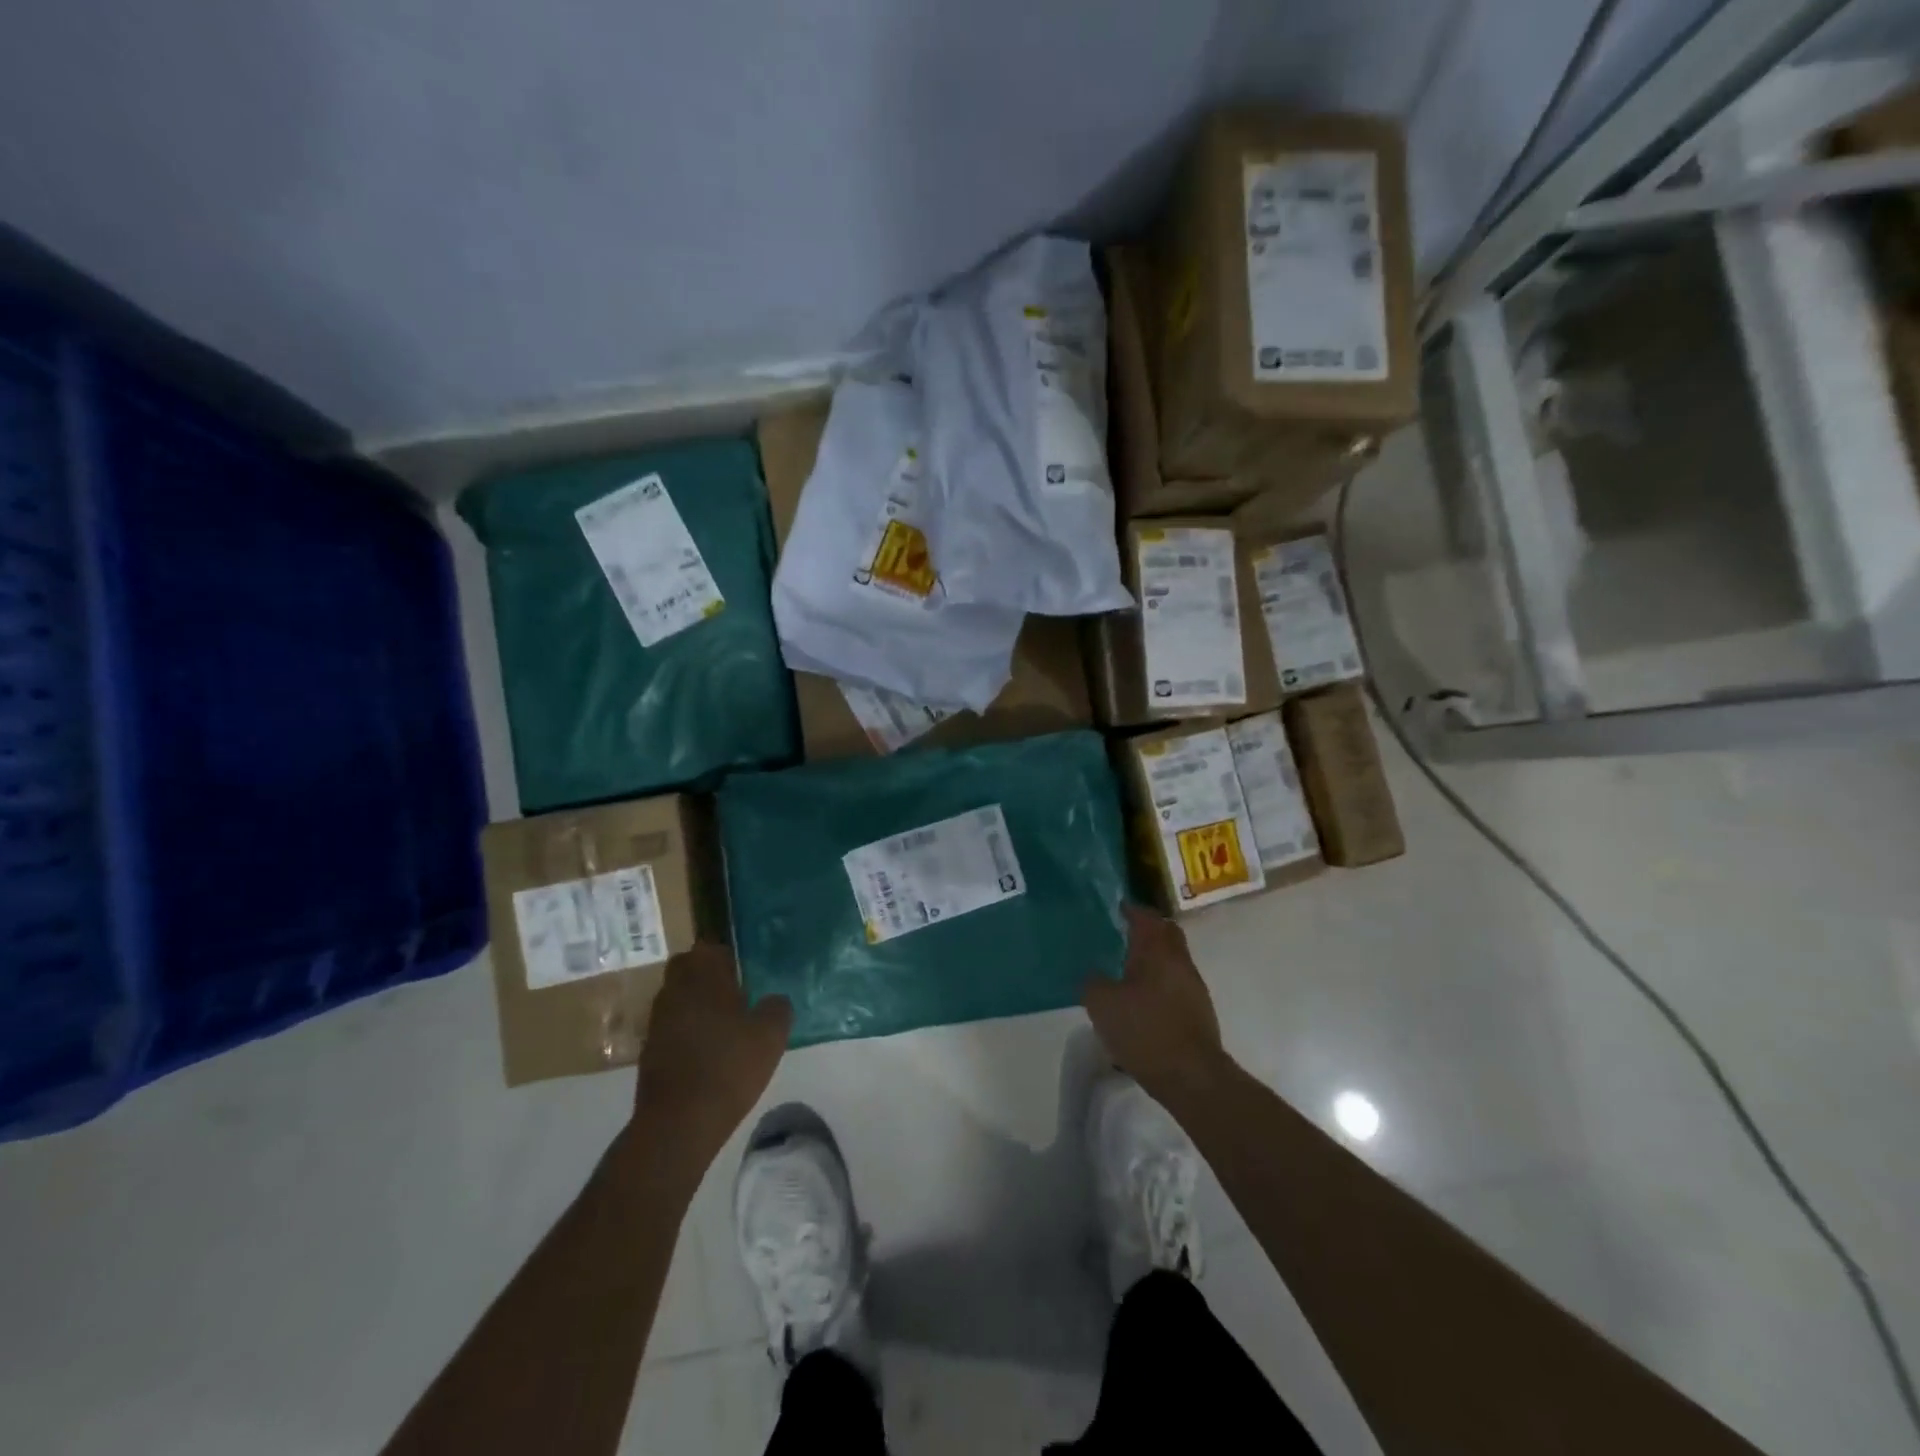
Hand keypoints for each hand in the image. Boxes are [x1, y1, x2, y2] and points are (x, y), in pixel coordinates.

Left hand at [629, 944, 790, 1172]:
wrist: (679, 1122)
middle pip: (688, 968)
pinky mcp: (650, 1050)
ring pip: (678, 997)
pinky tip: (709, 1050)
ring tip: (725, 1024)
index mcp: (703, 976)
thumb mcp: (771, 1034)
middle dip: (708, 975)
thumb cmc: (729, 1066)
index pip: (711, 947)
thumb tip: (774, 1000)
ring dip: (696, 1003)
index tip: (745, 970)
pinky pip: (672, 1026)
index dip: (728, 956)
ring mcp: (658, 1020)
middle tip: (736, 992)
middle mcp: (675, 990)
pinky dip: (687, 1031)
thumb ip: (777, 1008)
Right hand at [1083, 904, 1230, 1108]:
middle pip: (1166, 934)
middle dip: (1146, 931)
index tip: (1116, 909)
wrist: (1192, 1077)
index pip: (1146, 917)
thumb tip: (1093, 975)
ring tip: (1125, 970)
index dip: (1131, 910)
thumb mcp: (1102, 1004)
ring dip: (1152, 959)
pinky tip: (1140, 1001)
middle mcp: (1180, 962)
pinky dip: (1158, 984)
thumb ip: (1092, 982)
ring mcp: (1193, 988)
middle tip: (1121, 935)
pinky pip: (1175, 985)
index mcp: (1157, 950)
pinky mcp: (1198, 1013)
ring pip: (1172, 961)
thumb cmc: (1145, 1030)